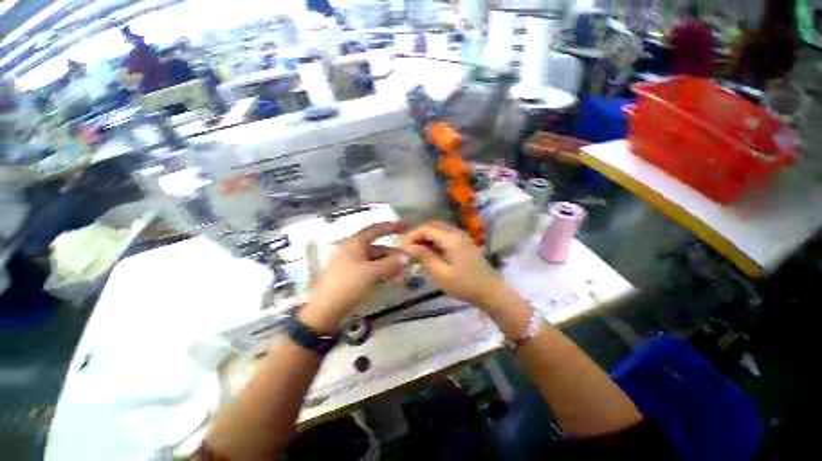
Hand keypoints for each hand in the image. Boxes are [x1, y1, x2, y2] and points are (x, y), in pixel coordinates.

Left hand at [302, 221, 407, 331]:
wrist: (325, 310)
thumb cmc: (349, 285)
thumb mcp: (372, 273)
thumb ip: (391, 263)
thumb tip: (406, 257)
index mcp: (355, 243)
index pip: (377, 229)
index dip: (393, 226)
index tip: (408, 224)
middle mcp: (353, 249)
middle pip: (378, 248)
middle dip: (394, 256)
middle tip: (408, 264)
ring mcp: (351, 262)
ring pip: (375, 260)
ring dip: (389, 267)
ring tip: (399, 279)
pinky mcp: (351, 275)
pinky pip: (370, 269)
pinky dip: (381, 273)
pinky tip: (389, 282)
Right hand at [400, 221, 506, 309]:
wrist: (490, 291)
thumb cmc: (465, 285)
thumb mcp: (441, 273)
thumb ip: (424, 257)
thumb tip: (408, 246)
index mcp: (451, 238)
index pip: (426, 228)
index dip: (412, 235)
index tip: (402, 247)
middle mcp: (457, 232)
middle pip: (432, 226)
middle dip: (418, 235)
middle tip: (408, 249)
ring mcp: (462, 236)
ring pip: (439, 230)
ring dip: (426, 238)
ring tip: (416, 251)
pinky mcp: (464, 243)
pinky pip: (445, 236)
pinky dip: (435, 241)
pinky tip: (430, 253)